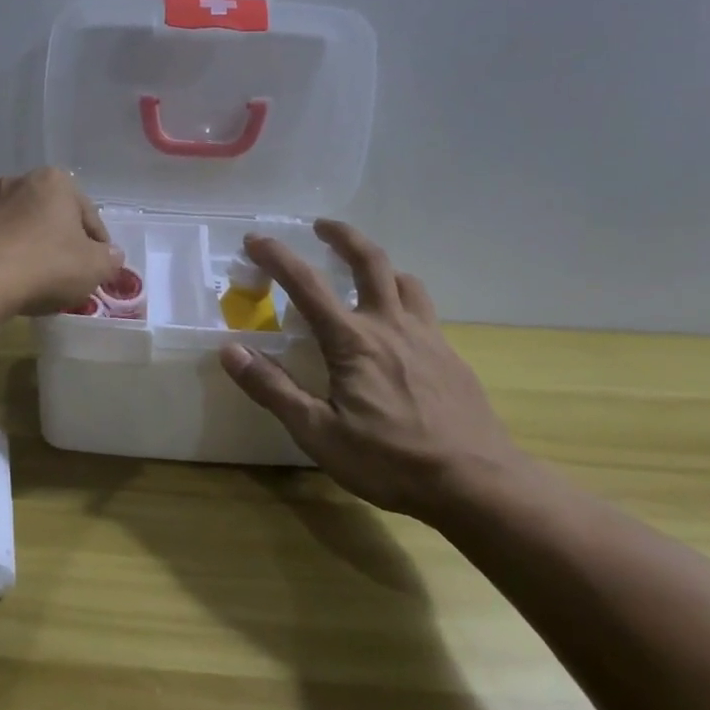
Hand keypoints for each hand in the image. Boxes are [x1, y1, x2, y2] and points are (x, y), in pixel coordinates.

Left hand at [0, 168, 122, 316]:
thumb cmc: (46, 265)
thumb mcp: (94, 267)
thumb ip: (108, 259)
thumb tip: (110, 256)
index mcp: (53, 181)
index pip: (87, 213)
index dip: (97, 242)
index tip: (99, 266)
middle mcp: (16, 182)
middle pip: (49, 214)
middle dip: (58, 238)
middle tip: (67, 271)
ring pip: (17, 226)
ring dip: (27, 245)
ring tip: (34, 278)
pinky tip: (4, 279)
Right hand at [218, 221, 523, 523]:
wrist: (478, 483)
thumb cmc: (390, 461)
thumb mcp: (319, 433)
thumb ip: (274, 389)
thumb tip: (231, 351)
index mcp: (353, 341)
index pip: (306, 285)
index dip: (277, 257)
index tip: (255, 238)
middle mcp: (390, 326)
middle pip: (369, 261)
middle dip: (342, 236)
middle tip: (321, 225)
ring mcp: (426, 338)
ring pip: (405, 280)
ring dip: (379, 265)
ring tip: (363, 270)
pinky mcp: (450, 356)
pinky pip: (424, 310)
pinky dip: (403, 299)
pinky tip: (398, 327)